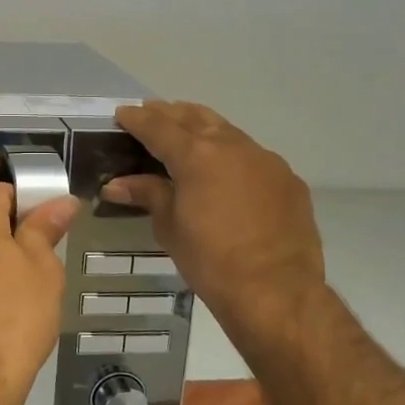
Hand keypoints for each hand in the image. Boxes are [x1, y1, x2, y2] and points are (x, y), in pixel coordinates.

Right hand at [102, 101, 324, 333]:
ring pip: (226, 130)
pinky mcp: (287, 179)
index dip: (137, 119)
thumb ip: (148, 194)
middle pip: (195, 118)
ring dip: (202, 126)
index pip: (159, 128)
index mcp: (197, 155)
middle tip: (151, 113)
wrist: (276, 291)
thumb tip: (116, 184)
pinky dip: (230, 152)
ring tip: (185, 129)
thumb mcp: (170, 227)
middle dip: (169, 113)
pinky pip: (252, 155)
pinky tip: (224, 168)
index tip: (122, 113)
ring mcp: (265, 160)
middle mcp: (232, 146)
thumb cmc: (211, 261)